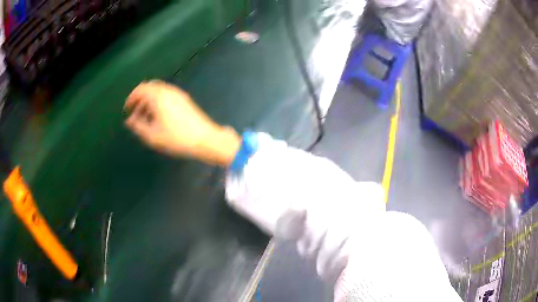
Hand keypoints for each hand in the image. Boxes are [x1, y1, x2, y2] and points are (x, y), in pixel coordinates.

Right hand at [124, 81, 240, 165]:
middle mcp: (168, 90)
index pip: (140, 89)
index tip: (126, 109)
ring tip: (144, 118)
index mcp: (158, 96)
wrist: (205, 139)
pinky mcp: (184, 99)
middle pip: (149, 89)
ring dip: (149, 102)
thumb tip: (129, 121)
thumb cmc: (176, 138)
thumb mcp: (153, 136)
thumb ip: (138, 127)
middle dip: (140, 99)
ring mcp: (178, 94)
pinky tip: (157, 117)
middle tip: (135, 113)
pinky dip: (158, 102)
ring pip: (158, 92)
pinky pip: (166, 96)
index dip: (131, 98)